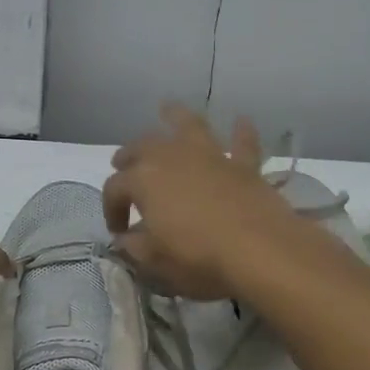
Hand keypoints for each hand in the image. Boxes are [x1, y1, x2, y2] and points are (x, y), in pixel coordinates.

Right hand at [103, 104, 302, 300]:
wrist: (258, 249)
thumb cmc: (197, 256)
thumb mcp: (155, 260)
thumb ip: (135, 246)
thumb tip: (126, 238)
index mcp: (142, 180)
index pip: (114, 188)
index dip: (111, 209)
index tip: (118, 231)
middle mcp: (171, 157)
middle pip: (142, 147)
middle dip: (129, 157)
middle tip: (123, 167)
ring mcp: (209, 156)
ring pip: (188, 125)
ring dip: (176, 116)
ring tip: (167, 109)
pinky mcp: (243, 165)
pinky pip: (242, 143)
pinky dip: (240, 132)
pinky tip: (241, 121)